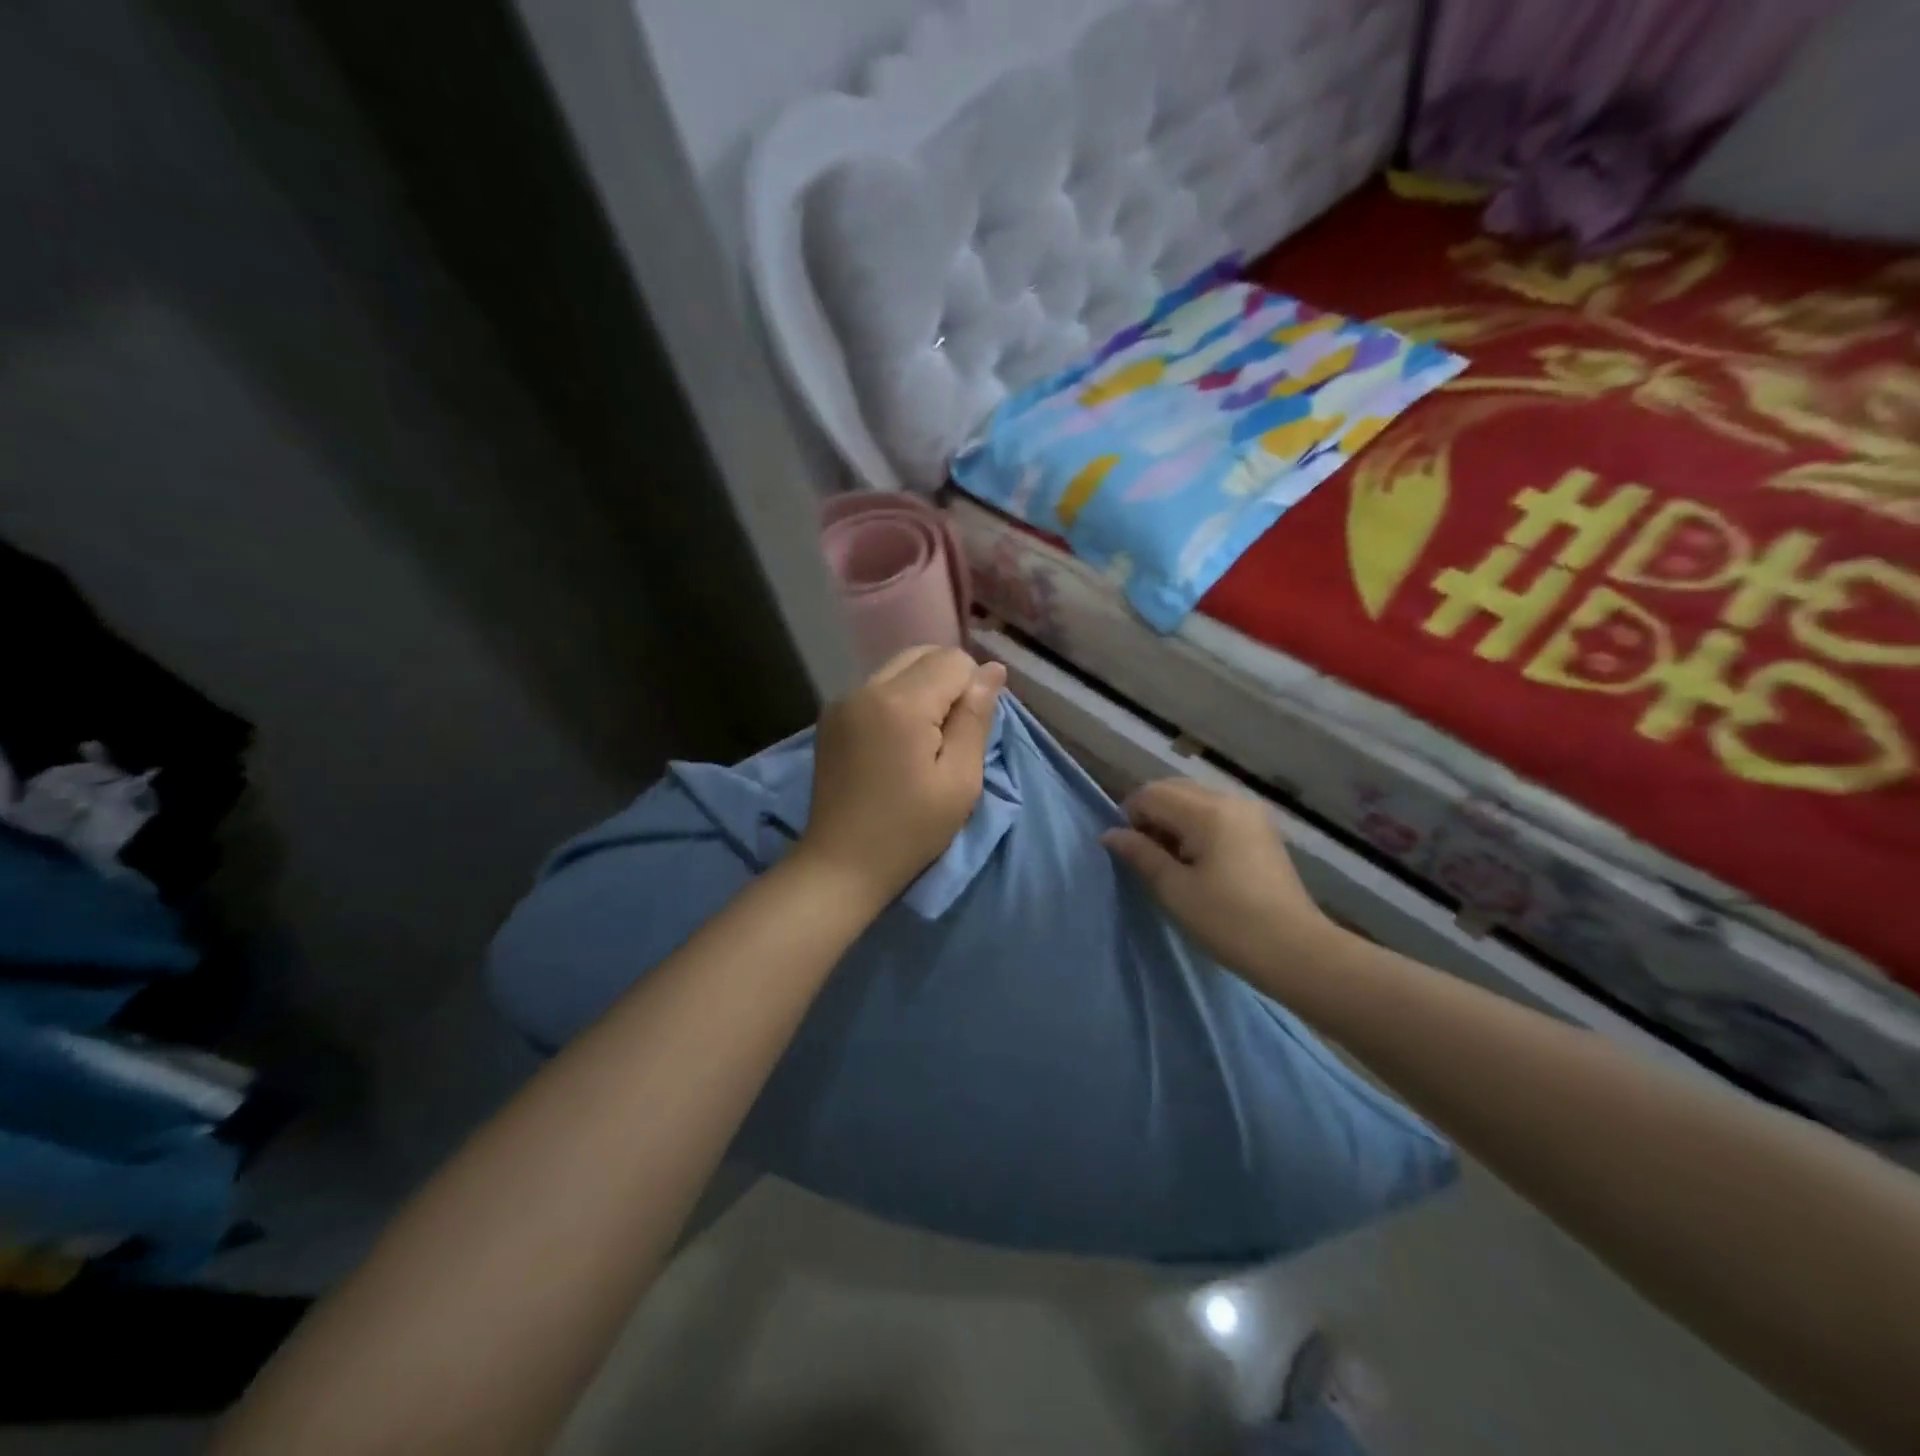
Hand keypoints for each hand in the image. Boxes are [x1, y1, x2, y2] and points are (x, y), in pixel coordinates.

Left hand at [801, 646, 1006, 906]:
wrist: (842, 863)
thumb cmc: (910, 829)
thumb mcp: (960, 780)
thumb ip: (976, 717)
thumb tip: (993, 669)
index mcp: (901, 702)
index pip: (954, 660)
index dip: (972, 691)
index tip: (965, 735)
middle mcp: (866, 688)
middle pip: (923, 654)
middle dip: (947, 682)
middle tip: (947, 737)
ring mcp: (842, 700)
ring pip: (898, 667)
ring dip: (921, 689)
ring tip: (921, 741)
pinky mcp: (830, 716)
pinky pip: (875, 687)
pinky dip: (895, 700)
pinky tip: (895, 743)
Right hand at [1103, 778, 1335, 982]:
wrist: (1296, 951)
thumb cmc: (1228, 922)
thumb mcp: (1174, 890)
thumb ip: (1140, 854)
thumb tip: (1110, 834)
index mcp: (1207, 811)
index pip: (1151, 794)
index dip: (1130, 817)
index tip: (1129, 853)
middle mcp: (1230, 800)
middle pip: (1173, 790)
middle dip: (1152, 816)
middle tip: (1148, 858)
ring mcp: (1250, 813)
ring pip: (1195, 800)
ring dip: (1174, 822)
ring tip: (1174, 864)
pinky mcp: (1261, 830)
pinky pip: (1216, 814)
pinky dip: (1197, 828)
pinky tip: (1199, 863)